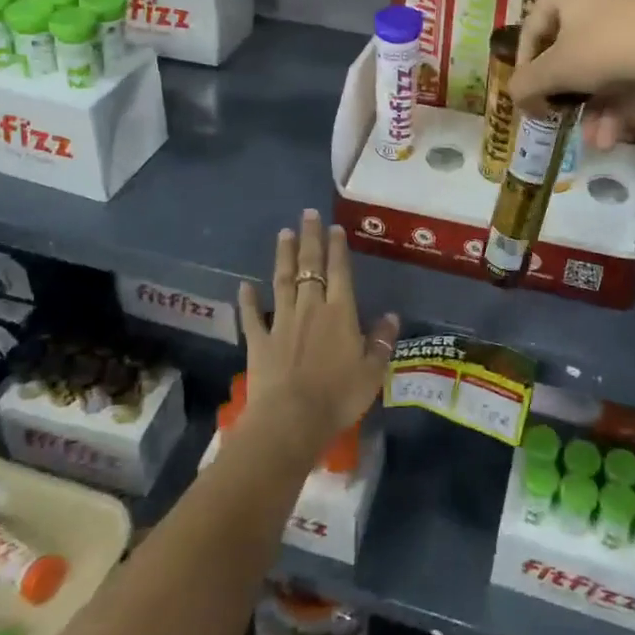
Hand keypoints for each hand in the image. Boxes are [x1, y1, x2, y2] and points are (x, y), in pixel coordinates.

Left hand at [237, 209, 397, 461]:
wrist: (291, 420)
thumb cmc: (338, 397)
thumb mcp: (372, 372)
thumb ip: (381, 341)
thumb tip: (391, 316)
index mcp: (340, 313)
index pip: (340, 272)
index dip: (337, 249)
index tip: (334, 228)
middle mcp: (310, 308)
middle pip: (310, 267)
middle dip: (310, 239)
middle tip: (307, 214)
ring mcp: (282, 322)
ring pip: (283, 281)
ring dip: (284, 257)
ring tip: (283, 234)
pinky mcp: (259, 340)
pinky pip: (252, 315)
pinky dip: (248, 300)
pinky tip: (244, 285)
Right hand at [509, 0, 634, 148]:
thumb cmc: (607, 48)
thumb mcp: (556, 71)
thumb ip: (526, 84)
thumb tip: (515, 96)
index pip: (533, 28)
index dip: (526, 69)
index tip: (528, 100)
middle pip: (574, 47)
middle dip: (570, 94)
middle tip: (565, 119)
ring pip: (607, 58)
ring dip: (599, 104)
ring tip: (599, 141)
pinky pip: (634, 58)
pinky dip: (624, 93)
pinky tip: (620, 131)